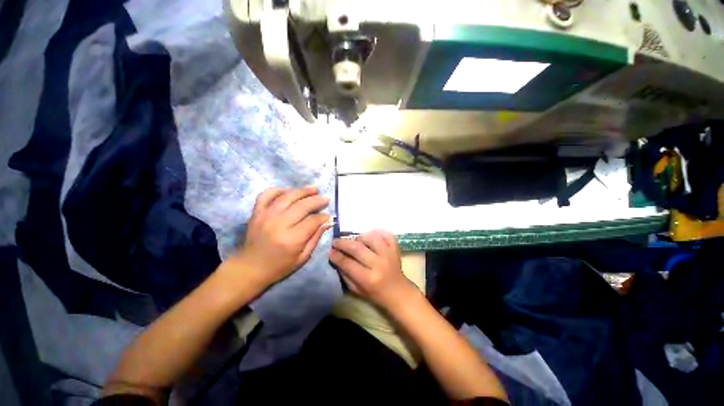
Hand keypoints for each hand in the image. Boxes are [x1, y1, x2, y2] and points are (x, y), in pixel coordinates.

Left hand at [234, 186, 330, 288]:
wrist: (249, 268)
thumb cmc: (279, 266)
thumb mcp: (302, 257)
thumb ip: (315, 237)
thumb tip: (327, 221)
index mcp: (291, 239)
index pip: (312, 221)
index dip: (323, 217)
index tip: (328, 216)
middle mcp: (279, 224)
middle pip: (302, 205)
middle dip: (317, 200)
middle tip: (325, 199)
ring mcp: (266, 216)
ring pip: (288, 196)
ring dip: (303, 190)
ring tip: (314, 188)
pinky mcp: (256, 212)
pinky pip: (267, 194)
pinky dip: (279, 190)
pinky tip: (289, 191)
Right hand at [329, 230, 417, 309]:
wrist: (398, 292)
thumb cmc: (375, 293)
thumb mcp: (357, 290)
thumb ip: (345, 274)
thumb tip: (335, 258)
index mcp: (368, 279)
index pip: (348, 263)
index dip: (336, 256)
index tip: (330, 251)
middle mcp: (379, 264)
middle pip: (357, 248)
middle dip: (343, 243)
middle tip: (336, 241)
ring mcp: (389, 254)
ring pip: (371, 237)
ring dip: (359, 237)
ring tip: (354, 240)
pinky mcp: (395, 248)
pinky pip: (386, 234)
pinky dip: (377, 232)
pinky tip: (370, 235)